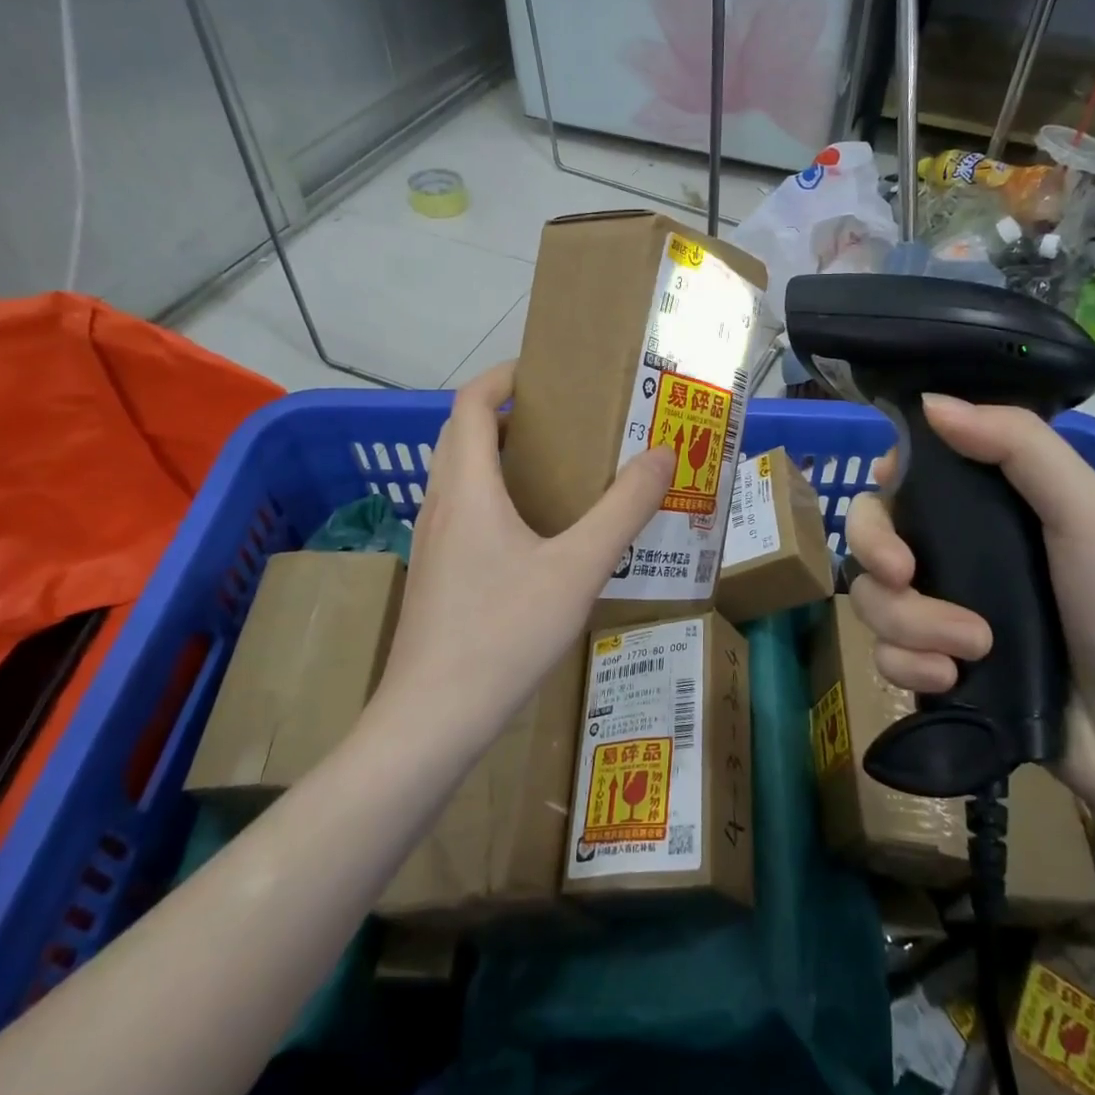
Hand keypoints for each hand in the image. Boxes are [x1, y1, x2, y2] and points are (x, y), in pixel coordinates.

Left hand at [373, 363, 675, 742]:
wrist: (431, 720)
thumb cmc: (503, 634)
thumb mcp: (578, 569)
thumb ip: (623, 509)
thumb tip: (663, 455)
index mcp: (468, 488)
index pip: (470, 404)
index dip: (503, 377)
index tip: (545, 374)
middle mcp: (441, 504)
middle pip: (461, 434)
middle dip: (505, 414)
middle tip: (561, 421)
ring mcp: (431, 542)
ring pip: (458, 475)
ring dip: (496, 455)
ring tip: (553, 469)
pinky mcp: (433, 574)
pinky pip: (460, 510)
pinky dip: (491, 495)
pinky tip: (531, 534)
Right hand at [843, 395, 1094, 816]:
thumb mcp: (1090, 511)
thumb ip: (1017, 445)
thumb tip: (930, 402)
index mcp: (989, 507)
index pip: (909, 475)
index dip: (886, 479)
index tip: (890, 490)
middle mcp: (956, 553)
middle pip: (871, 533)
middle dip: (876, 551)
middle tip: (906, 575)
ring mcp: (941, 612)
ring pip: (871, 597)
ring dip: (910, 622)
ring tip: (972, 648)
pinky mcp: (934, 667)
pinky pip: (883, 654)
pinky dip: (909, 666)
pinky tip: (951, 681)